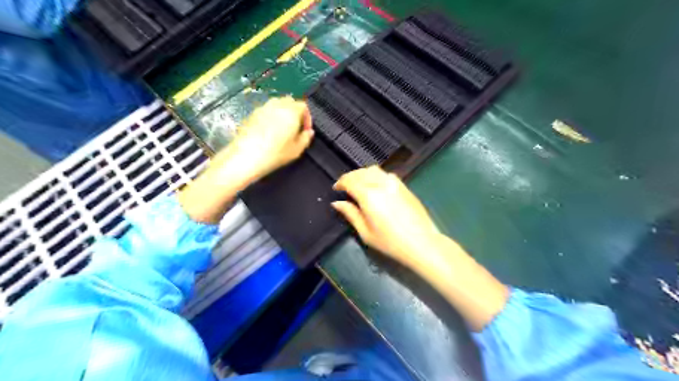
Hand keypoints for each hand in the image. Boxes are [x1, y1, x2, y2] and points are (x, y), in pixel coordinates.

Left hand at [211, 96, 313, 185]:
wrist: (247, 156)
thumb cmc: (274, 153)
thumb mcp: (296, 150)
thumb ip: (306, 138)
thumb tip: (309, 132)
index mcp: (291, 112)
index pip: (303, 106)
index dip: (307, 117)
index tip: (305, 129)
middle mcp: (277, 106)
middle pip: (289, 101)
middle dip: (294, 112)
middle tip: (295, 127)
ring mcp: (263, 108)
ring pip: (276, 104)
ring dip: (282, 112)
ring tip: (282, 128)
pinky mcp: (252, 114)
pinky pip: (265, 111)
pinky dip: (270, 116)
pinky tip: (269, 131)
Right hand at [332, 166, 505, 330]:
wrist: (422, 242)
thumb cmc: (391, 242)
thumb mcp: (365, 232)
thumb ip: (350, 214)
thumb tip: (337, 203)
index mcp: (369, 195)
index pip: (349, 181)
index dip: (340, 183)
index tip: (336, 189)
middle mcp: (381, 184)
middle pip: (360, 172)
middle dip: (349, 177)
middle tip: (344, 187)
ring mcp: (394, 182)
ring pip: (373, 170)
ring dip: (362, 174)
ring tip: (358, 185)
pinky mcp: (404, 185)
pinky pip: (385, 174)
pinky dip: (375, 176)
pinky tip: (374, 186)